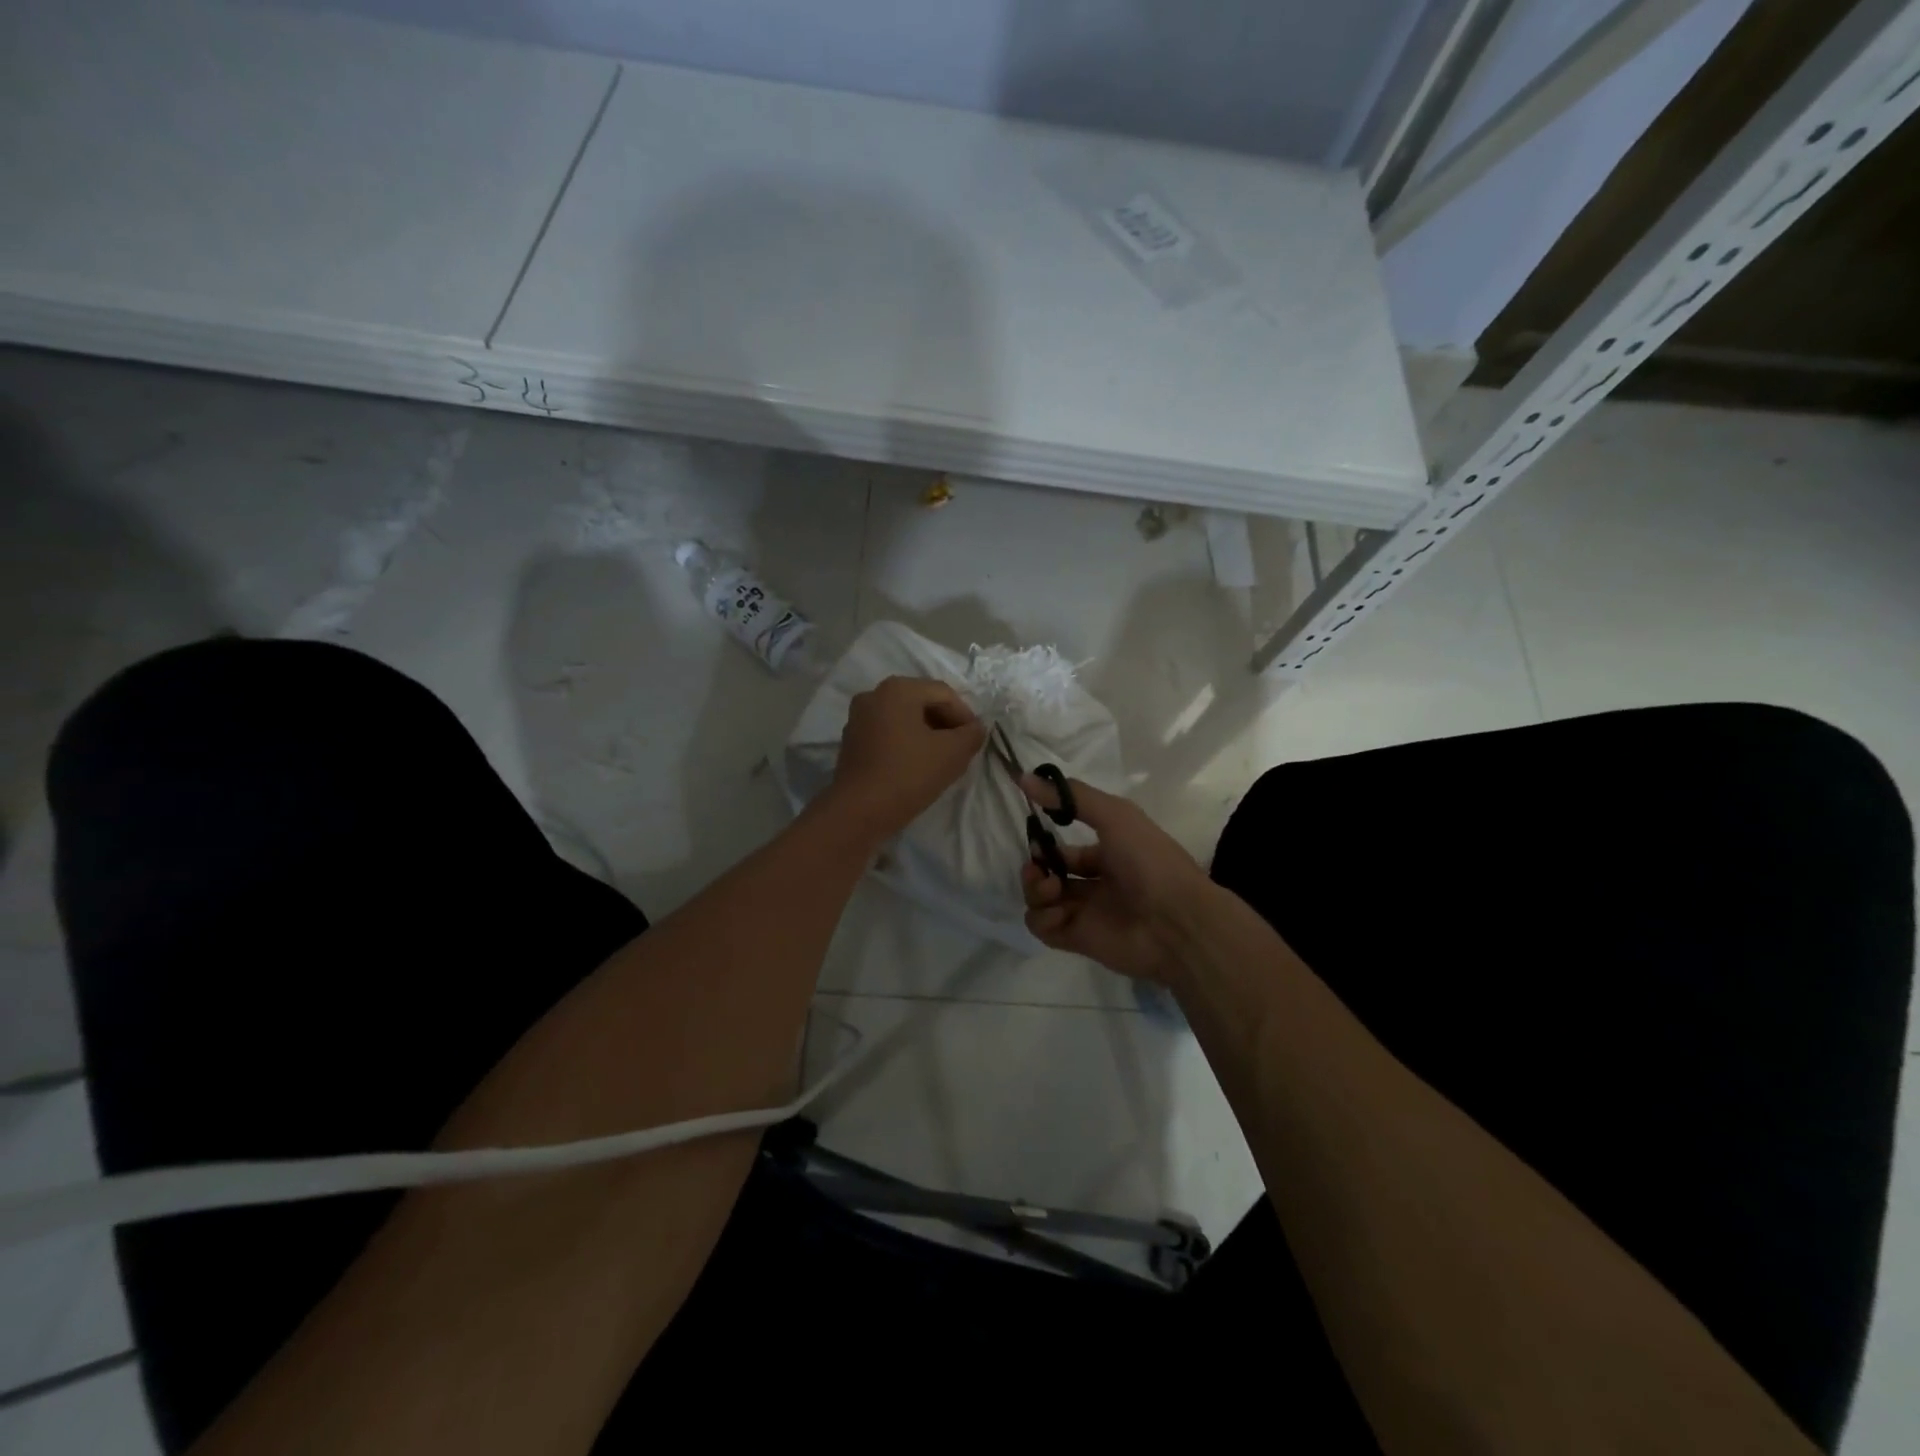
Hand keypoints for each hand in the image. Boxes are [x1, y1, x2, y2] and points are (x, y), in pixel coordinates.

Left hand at [818, 676, 985, 842]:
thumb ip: (972, 734)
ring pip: (903, 719)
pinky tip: (916, 766)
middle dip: (945, 724)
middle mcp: (874, 695)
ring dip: (926, 734)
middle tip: (960, 749)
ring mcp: (858, 718)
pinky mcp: (851, 741)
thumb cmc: (909, 774)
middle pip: (921, 702)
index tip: (974, 741)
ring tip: (940, 760)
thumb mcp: (953, 753)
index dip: (965, 716)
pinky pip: (887, 734)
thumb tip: (975, 728)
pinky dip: (905, 743)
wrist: (859, 811)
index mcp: (897, 689)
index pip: (944, 694)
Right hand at [1019, 776, 1213, 984]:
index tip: (1036, 838)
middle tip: (1038, 868)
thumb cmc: (1150, 862)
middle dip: (1035, 868)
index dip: (1047, 845)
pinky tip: (1058, 912)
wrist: (1178, 922)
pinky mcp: (1077, 939)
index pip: (1066, 851)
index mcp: (1109, 855)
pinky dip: (1042, 918)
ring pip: (1041, 900)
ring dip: (1035, 890)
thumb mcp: (1115, 816)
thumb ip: (1071, 797)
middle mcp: (1095, 884)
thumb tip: (1024, 777)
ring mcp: (1086, 913)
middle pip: (1049, 875)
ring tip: (1050, 888)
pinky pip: (1043, 928)